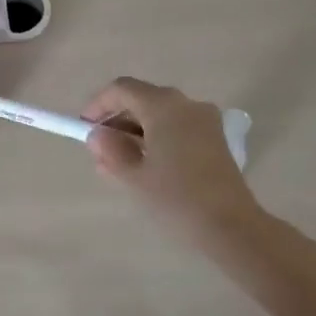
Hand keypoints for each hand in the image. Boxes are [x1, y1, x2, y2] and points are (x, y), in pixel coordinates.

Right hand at [83, 77, 261, 244]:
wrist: (231, 226)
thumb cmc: (176, 198)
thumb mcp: (133, 176)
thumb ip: (110, 150)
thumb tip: (98, 135)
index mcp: (163, 106)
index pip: (122, 89)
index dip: (98, 105)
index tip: (84, 129)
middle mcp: (186, 104)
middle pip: (142, 100)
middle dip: (117, 121)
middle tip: (100, 151)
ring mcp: (205, 121)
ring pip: (160, 115)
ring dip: (136, 133)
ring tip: (119, 165)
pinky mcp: (215, 139)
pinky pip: (178, 128)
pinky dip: (157, 139)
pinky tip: (147, 167)